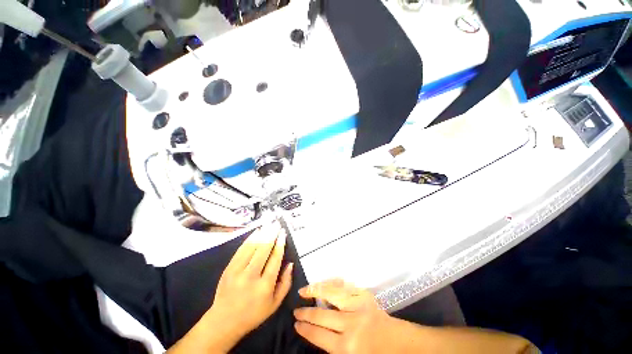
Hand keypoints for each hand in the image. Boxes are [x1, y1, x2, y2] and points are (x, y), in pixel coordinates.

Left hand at [205, 223, 293, 350]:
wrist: (224, 321)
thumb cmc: (253, 313)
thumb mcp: (275, 304)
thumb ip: (285, 283)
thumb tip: (290, 263)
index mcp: (265, 286)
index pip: (275, 259)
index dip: (280, 244)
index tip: (283, 233)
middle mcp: (251, 277)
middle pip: (264, 250)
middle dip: (272, 234)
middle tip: (277, 224)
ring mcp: (237, 272)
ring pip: (252, 247)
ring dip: (262, 234)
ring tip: (269, 224)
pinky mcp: (228, 269)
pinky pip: (241, 250)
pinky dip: (249, 239)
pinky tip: (256, 232)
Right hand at [294, 279, 396, 353]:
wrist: (398, 343)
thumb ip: (332, 347)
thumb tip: (315, 332)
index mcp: (346, 347)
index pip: (318, 334)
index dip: (305, 328)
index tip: (296, 324)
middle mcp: (350, 324)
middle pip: (321, 315)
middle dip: (306, 312)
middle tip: (296, 310)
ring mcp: (358, 306)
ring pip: (331, 293)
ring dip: (315, 290)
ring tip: (304, 290)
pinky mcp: (365, 296)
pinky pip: (345, 285)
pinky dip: (333, 282)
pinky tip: (325, 283)